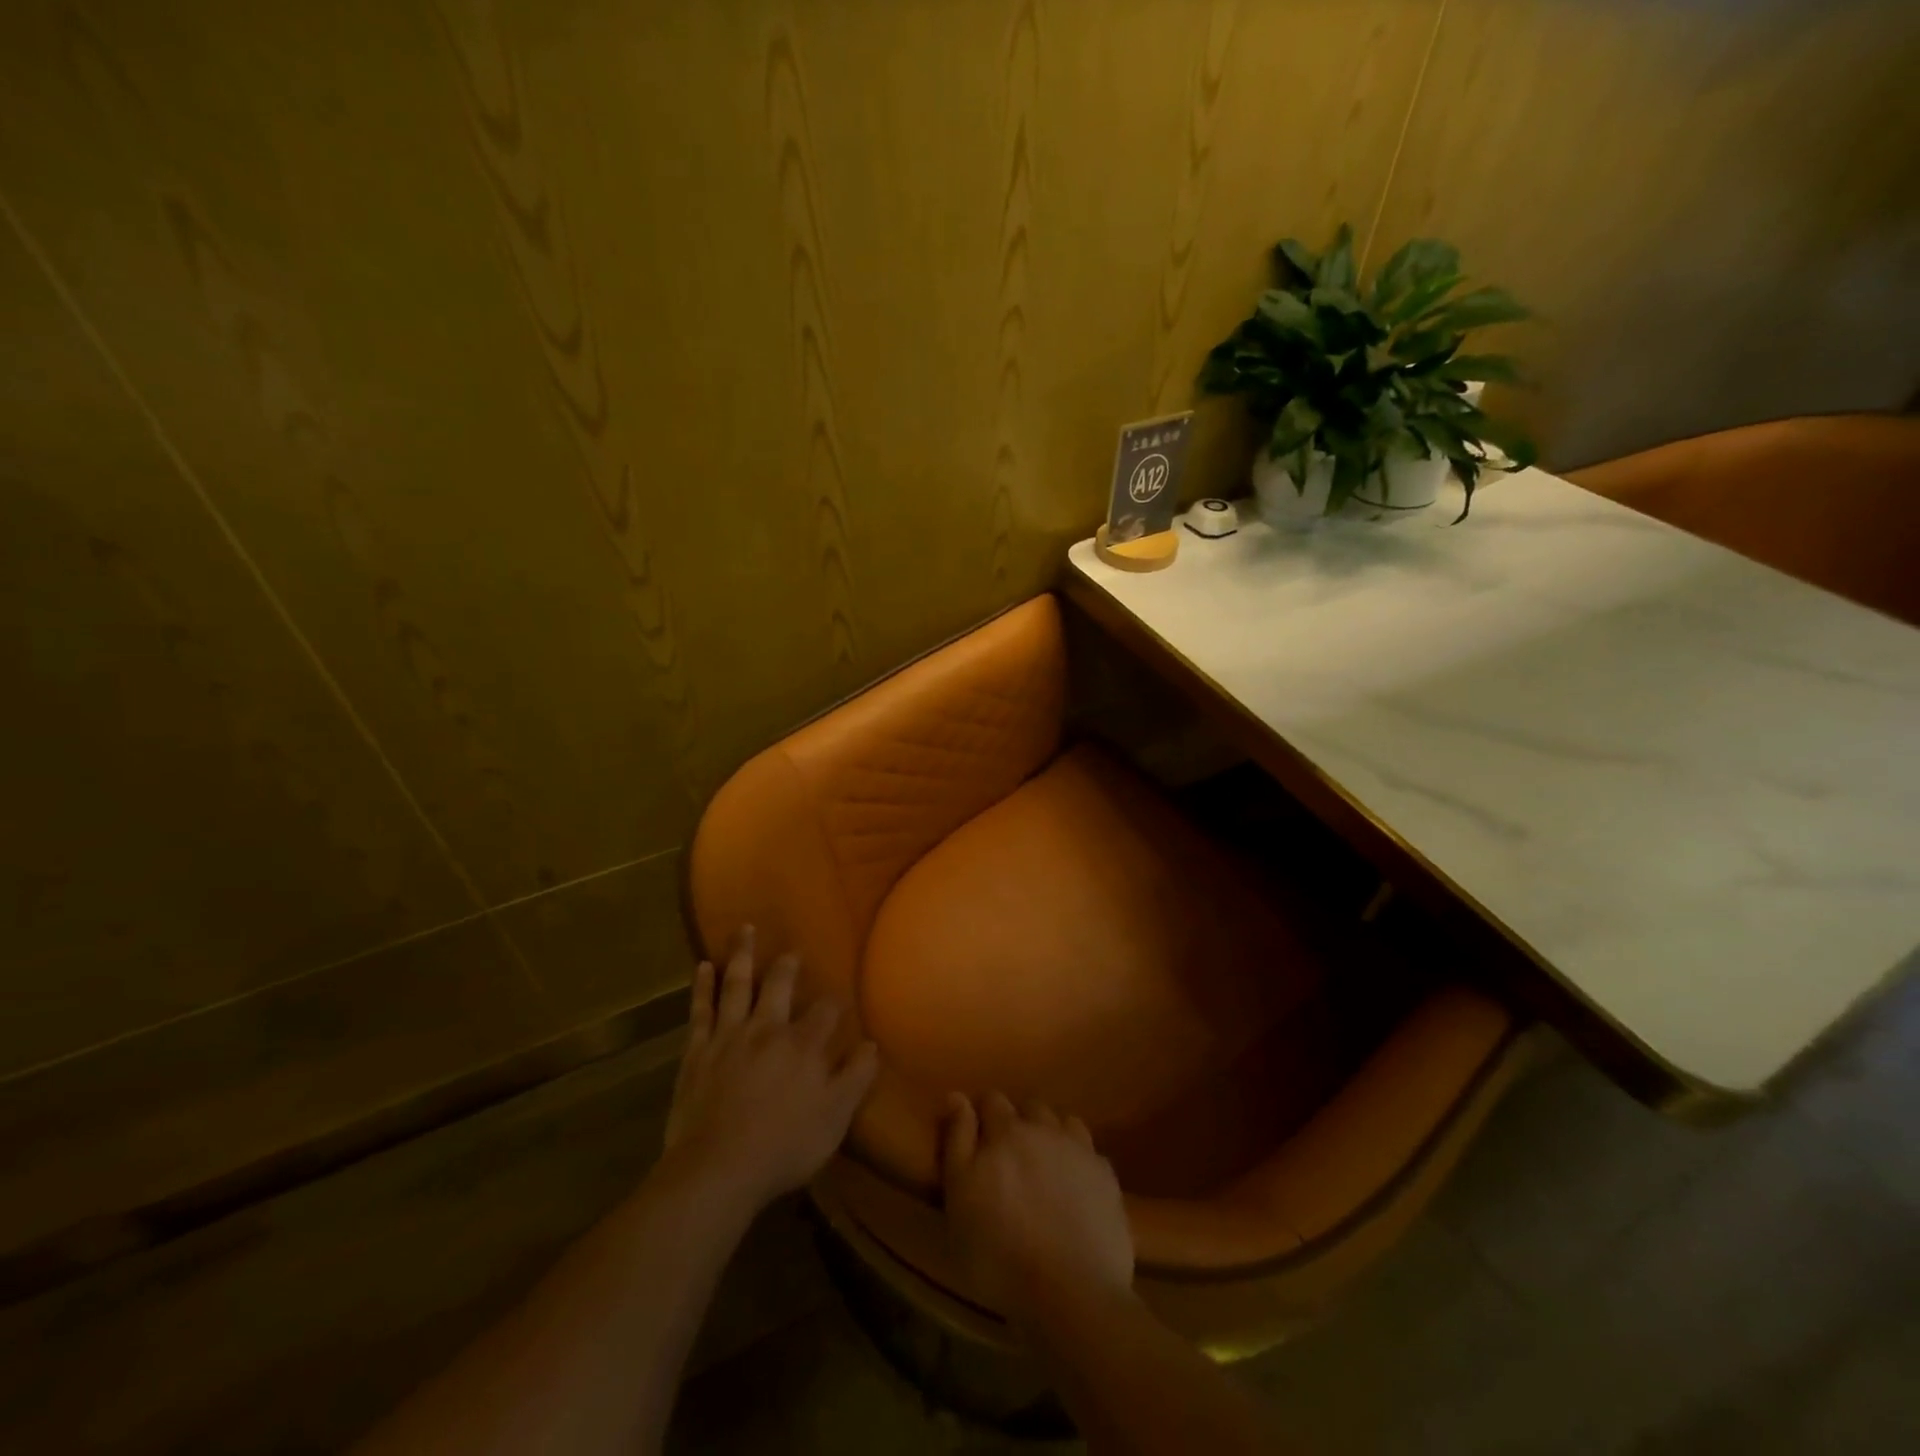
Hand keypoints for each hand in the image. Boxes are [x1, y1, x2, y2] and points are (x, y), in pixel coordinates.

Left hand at [664, 925, 879, 1211]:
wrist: (717, 1169)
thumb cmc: (783, 1147)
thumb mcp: (835, 1118)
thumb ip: (856, 1078)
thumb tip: (872, 1044)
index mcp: (803, 1045)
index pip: (826, 1011)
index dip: (834, 1003)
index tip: (838, 999)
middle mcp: (767, 1029)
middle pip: (779, 985)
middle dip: (787, 965)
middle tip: (792, 950)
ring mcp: (728, 1036)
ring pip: (737, 985)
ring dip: (742, 955)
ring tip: (745, 929)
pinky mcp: (697, 1051)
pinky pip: (700, 1010)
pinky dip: (702, 987)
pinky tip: (703, 966)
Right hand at [941, 1092, 1134, 1330]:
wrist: (1071, 1293)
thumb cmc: (999, 1253)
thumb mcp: (958, 1199)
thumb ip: (957, 1141)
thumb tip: (956, 1095)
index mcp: (1006, 1131)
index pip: (991, 1100)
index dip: (982, 1113)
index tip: (977, 1136)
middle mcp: (1044, 1128)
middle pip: (1030, 1107)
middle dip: (1019, 1120)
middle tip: (1010, 1156)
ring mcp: (1080, 1150)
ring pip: (1063, 1123)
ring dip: (1052, 1134)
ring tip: (1044, 1165)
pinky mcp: (1107, 1177)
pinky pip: (1090, 1153)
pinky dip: (1079, 1161)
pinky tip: (1075, 1187)